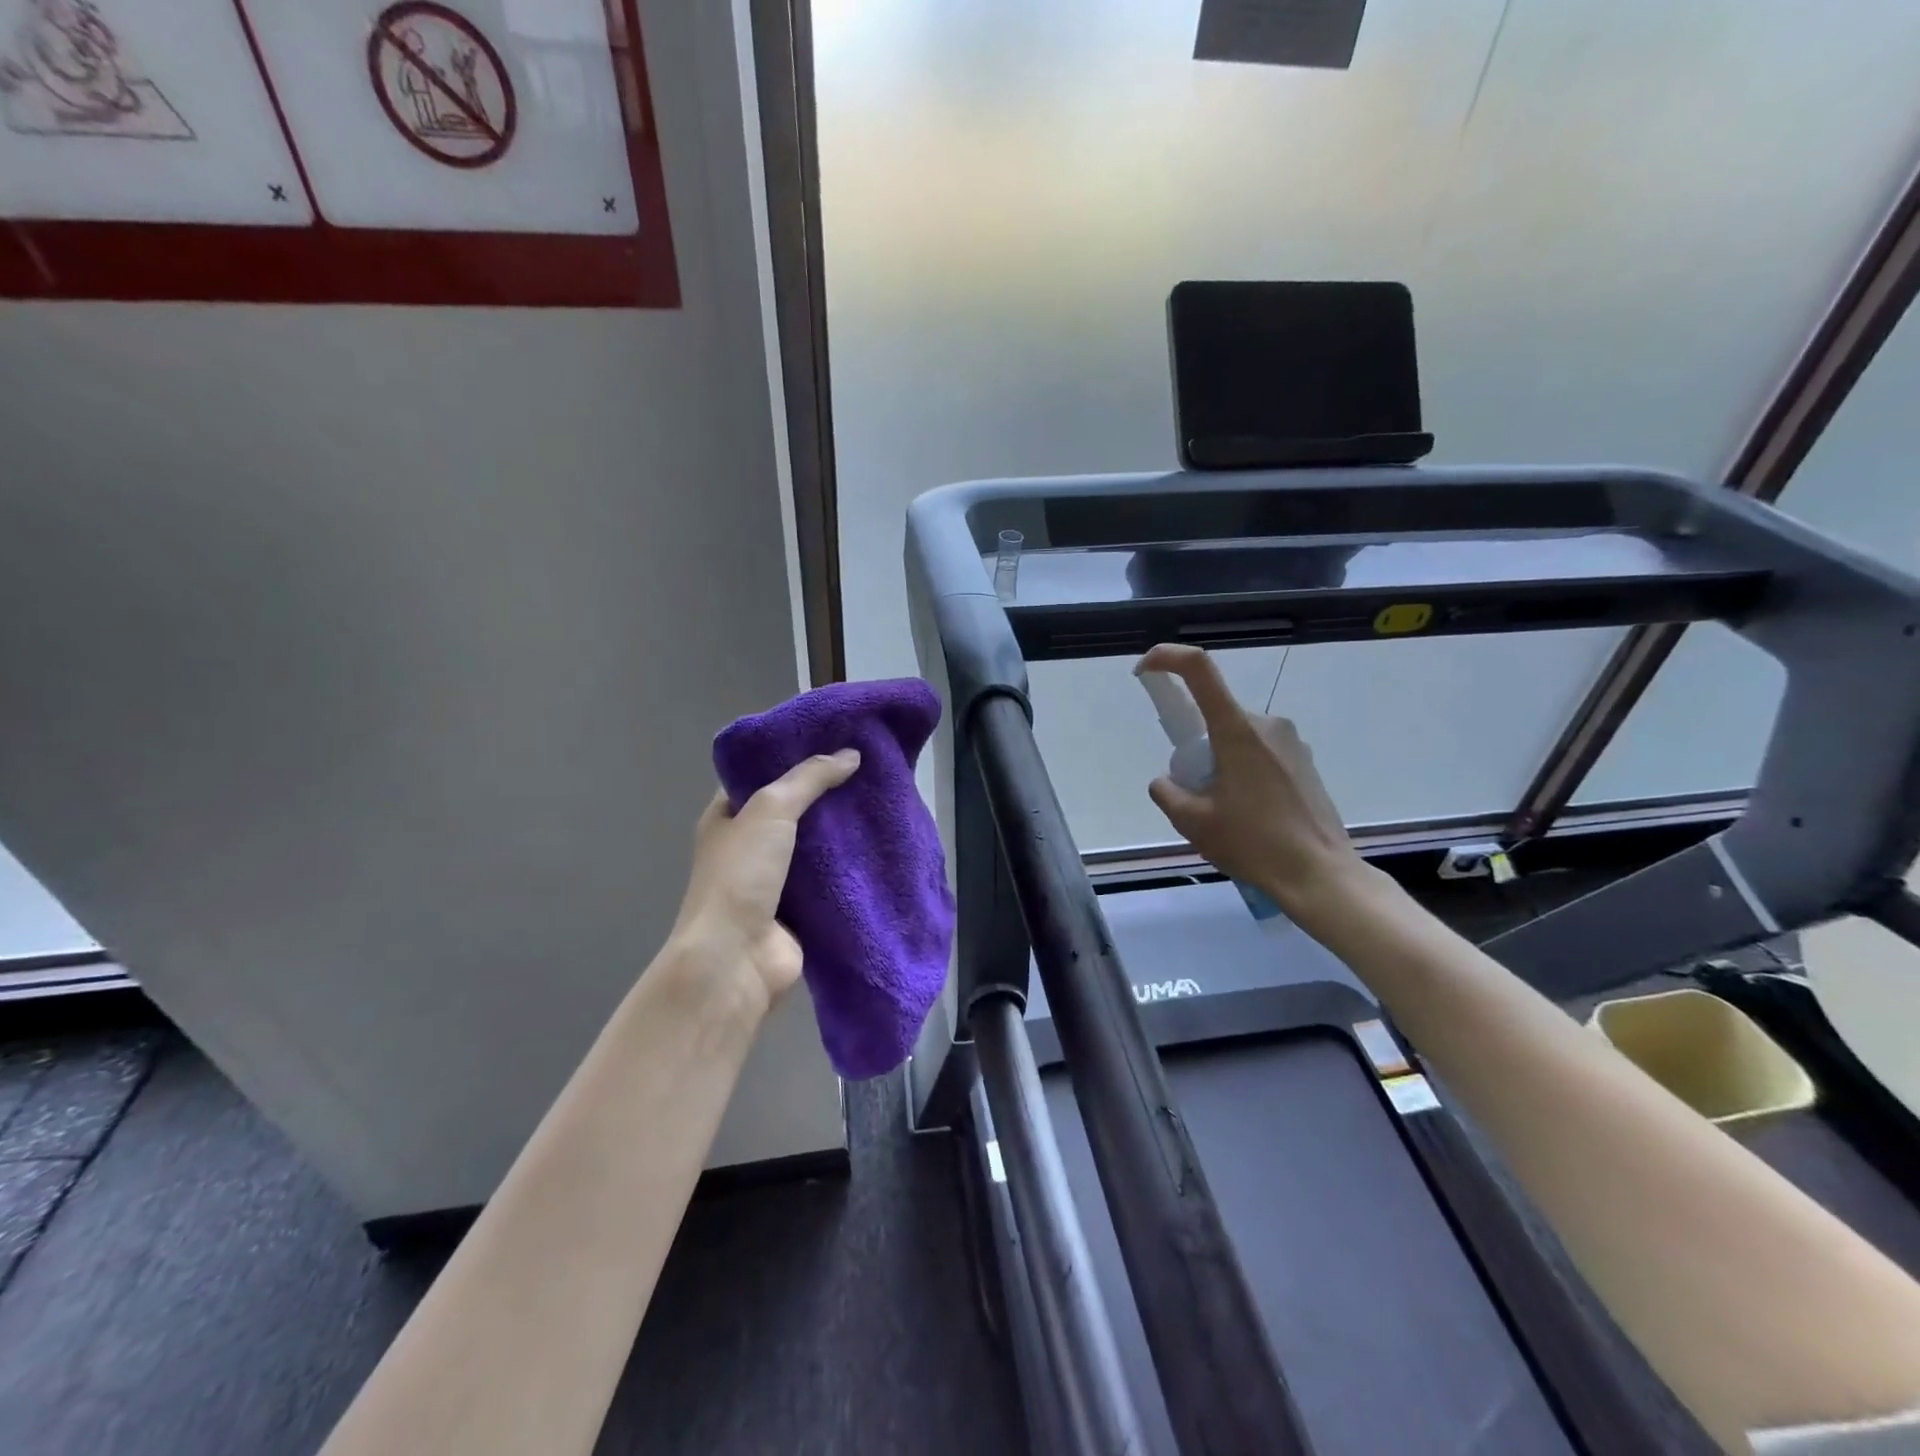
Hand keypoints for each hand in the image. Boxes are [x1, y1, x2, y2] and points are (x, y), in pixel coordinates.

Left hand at [669, 749, 860, 1014]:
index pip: (761, 776)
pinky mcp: (802, 909)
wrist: (736, 960)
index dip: (794, 757)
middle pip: (795, 810)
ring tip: (883, 800)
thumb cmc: (741, 875)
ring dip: (844, 830)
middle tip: (870, 768)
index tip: (835, 740)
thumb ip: (809, 778)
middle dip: (828, 793)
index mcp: (728, 818)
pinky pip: (832, 878)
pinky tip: (883, 844)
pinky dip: (853, 865)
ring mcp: (776, 880)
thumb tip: (851, 755)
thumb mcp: (770, 809)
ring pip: (817, 845)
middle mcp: (750, 846)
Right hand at [1138, 643, 1365, 918]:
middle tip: (1194, 793)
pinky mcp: (1305, 763)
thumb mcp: (1193, 822)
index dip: (1167, 658)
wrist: (1319, 875)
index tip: (1145, 671)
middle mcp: (1267, 724)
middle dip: (1195, 747)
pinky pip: (1260, 754)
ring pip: (1237, 738)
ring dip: (1220, 763)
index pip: (1199, 670)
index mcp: (1237, 730)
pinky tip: (1251, 816)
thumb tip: (1166, 781)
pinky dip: (1243, 773)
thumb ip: (1167, 792)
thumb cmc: (1253, 843)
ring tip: (1225, 813)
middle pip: (1215, 717)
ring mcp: (1292, 742)